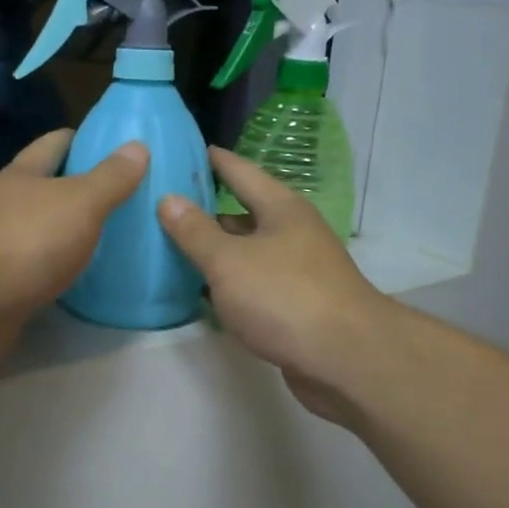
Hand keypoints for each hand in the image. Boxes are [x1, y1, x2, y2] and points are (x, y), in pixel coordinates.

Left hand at [0, 130, 147, 357]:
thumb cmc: (29, 240)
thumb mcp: (80, 201)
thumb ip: (110, 177)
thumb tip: (137, 146)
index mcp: (24, 174)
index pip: (55, 143)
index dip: (85, 140)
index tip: (119, 148)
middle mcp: (9, 205)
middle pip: (50, 187)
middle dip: (83, 189)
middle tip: (128, 198)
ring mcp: (3, 245)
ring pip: (46, 230)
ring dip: (73, 232)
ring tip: (116, 238)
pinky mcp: (4, 283)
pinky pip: (42, 268)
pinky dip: (63, 268)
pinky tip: (88, 276)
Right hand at [158, 148, 389, 422]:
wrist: (344, 359)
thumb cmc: (284, 297)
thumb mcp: (229, 261)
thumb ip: (195, 231)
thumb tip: (168, 199)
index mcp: (281, 209)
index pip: (242, 171)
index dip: (214, 160)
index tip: (186, 148)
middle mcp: (292, 233)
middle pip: (244, 213)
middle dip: (207, 209)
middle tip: (164, 203)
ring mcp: (297, 271)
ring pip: (247, 251)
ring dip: (216, 250)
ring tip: (172, 245)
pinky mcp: (295, 306)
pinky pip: (252, 284)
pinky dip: (227, 283)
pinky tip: (200, 291)